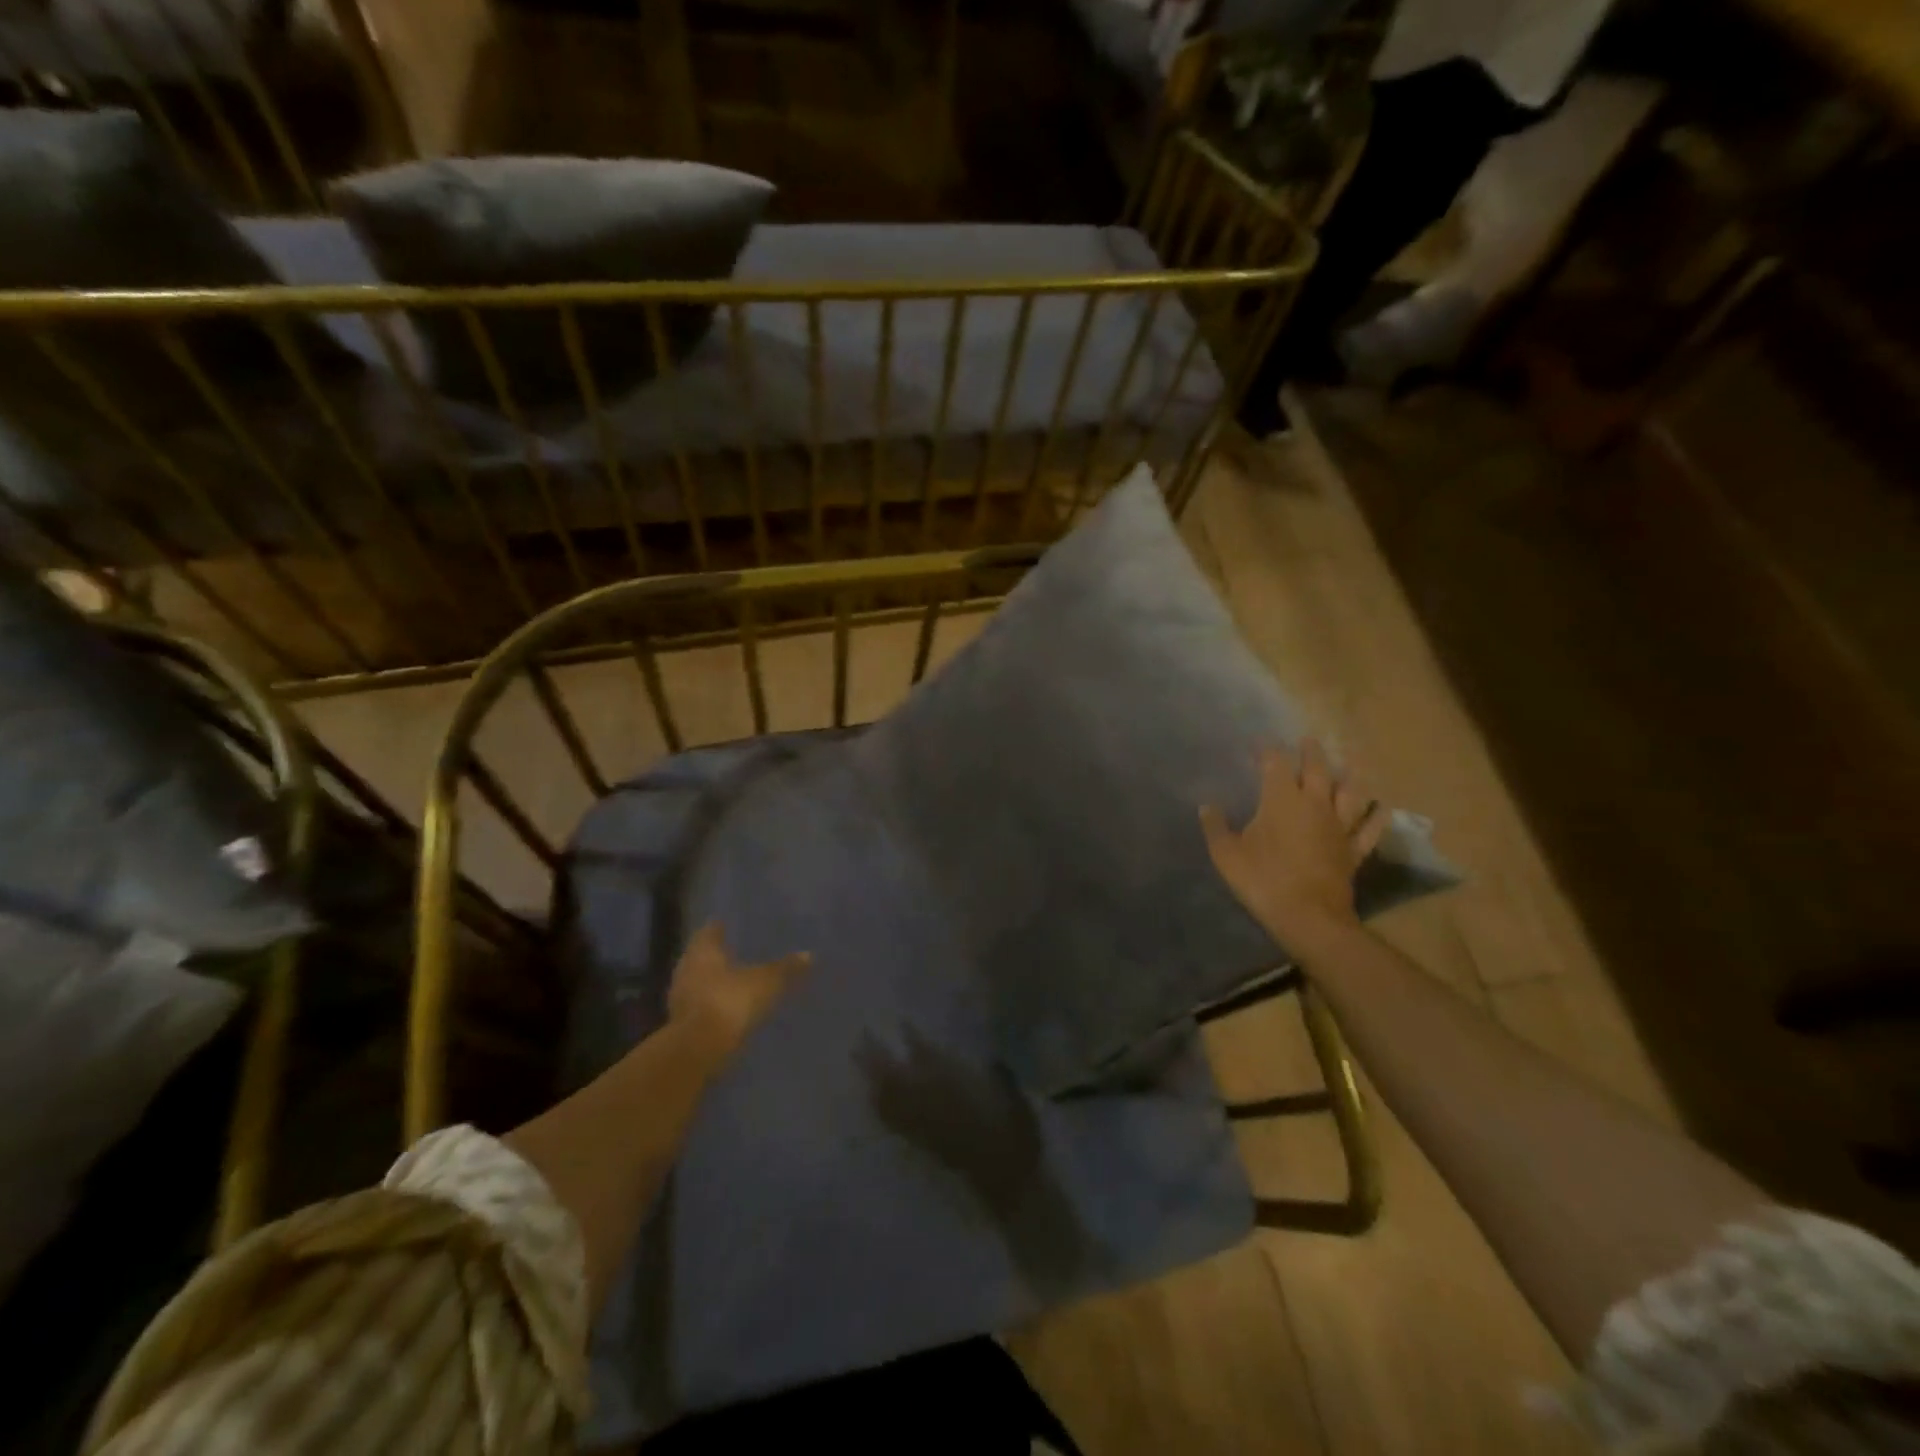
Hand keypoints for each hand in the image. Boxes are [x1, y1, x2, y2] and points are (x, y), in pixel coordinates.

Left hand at [666, 922, 809, 1055]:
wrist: (697, 1050)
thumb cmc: (730, 1001)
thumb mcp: (765, 983)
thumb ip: (785, 968)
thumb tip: (809, 954)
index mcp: (704, 950)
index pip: (710, 931)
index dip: (719, 928)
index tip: (728, 926)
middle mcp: (687, 967)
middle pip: (701, 955)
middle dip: (717, 954)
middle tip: (735, 950)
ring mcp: (680, 996)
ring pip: (698, 980)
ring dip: (713, 980)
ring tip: (734, 980)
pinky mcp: (680, 1023)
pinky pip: (699, 1004)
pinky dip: (712, 1003)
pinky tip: (727, 1007)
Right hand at [1200, 739, 1388, 948]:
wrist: (1308, 916)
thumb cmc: (1262, 879)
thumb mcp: (1226, 854)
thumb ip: (1215, 827)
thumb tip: (1206, 806)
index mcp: (1281, 800)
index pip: (1275, 764)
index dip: (1267, 751)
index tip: (1259, 745)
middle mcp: (1314, 805)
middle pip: (1317, 769)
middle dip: (1311, 752)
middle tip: (1309, 739)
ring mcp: (1339, 827)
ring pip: (1350, 793)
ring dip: (1351, 775)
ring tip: (1352, 761)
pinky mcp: (1353, 850)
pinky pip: (1369, 829)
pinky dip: (1376, 817)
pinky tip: (1382, 808)